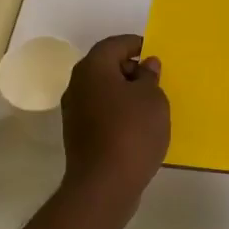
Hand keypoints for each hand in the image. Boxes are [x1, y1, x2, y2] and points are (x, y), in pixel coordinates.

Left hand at [60, 35, 169, 215]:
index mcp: (93, 68)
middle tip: (155, 79)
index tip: (155, 52)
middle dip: (130, 69)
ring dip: (124, 92)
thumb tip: (146, 65)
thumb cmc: (132, 132)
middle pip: (105, 66)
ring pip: (102, 90)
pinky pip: (100, 111)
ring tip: (150, 104)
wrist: (104, 184)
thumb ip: (149, 77)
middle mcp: (77, 84)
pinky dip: (117, 111)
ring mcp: (74, 110)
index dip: (136, 44)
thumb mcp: (152, 99)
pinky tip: (136, 125)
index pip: (114, 44)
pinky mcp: (77, 133)